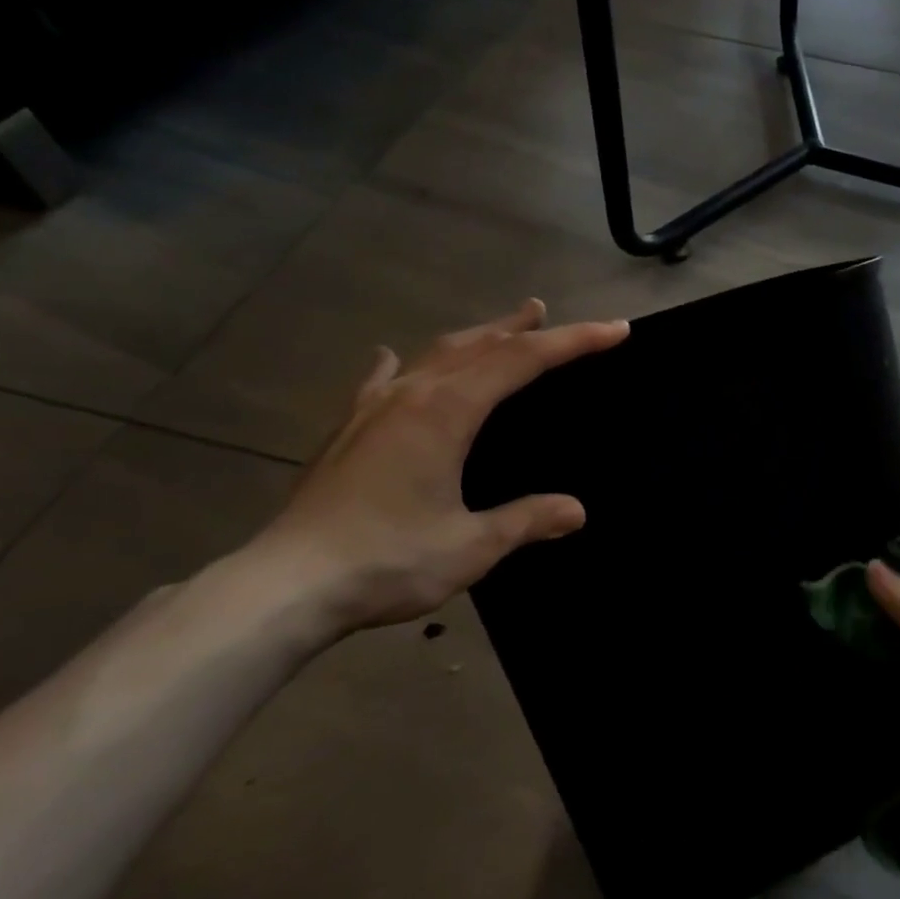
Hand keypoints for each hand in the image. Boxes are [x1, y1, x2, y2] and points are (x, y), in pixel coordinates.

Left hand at [251, 300, 628, 634]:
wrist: (285, 586)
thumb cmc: (387, 561)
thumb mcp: (471, 546)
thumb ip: (526, 520)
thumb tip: (577, 510)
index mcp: (448, 411)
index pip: (523, 360)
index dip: (573, 341)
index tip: (615, 329)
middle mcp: (412, 395)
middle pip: (480, 346)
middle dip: (522, 328)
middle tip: (548, 312)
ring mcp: (374, 409)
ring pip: (435, 355)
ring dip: (474, 337)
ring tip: (500, 326)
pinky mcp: (348, 430)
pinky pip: (382, 381)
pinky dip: (401, 365)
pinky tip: (392, 359)